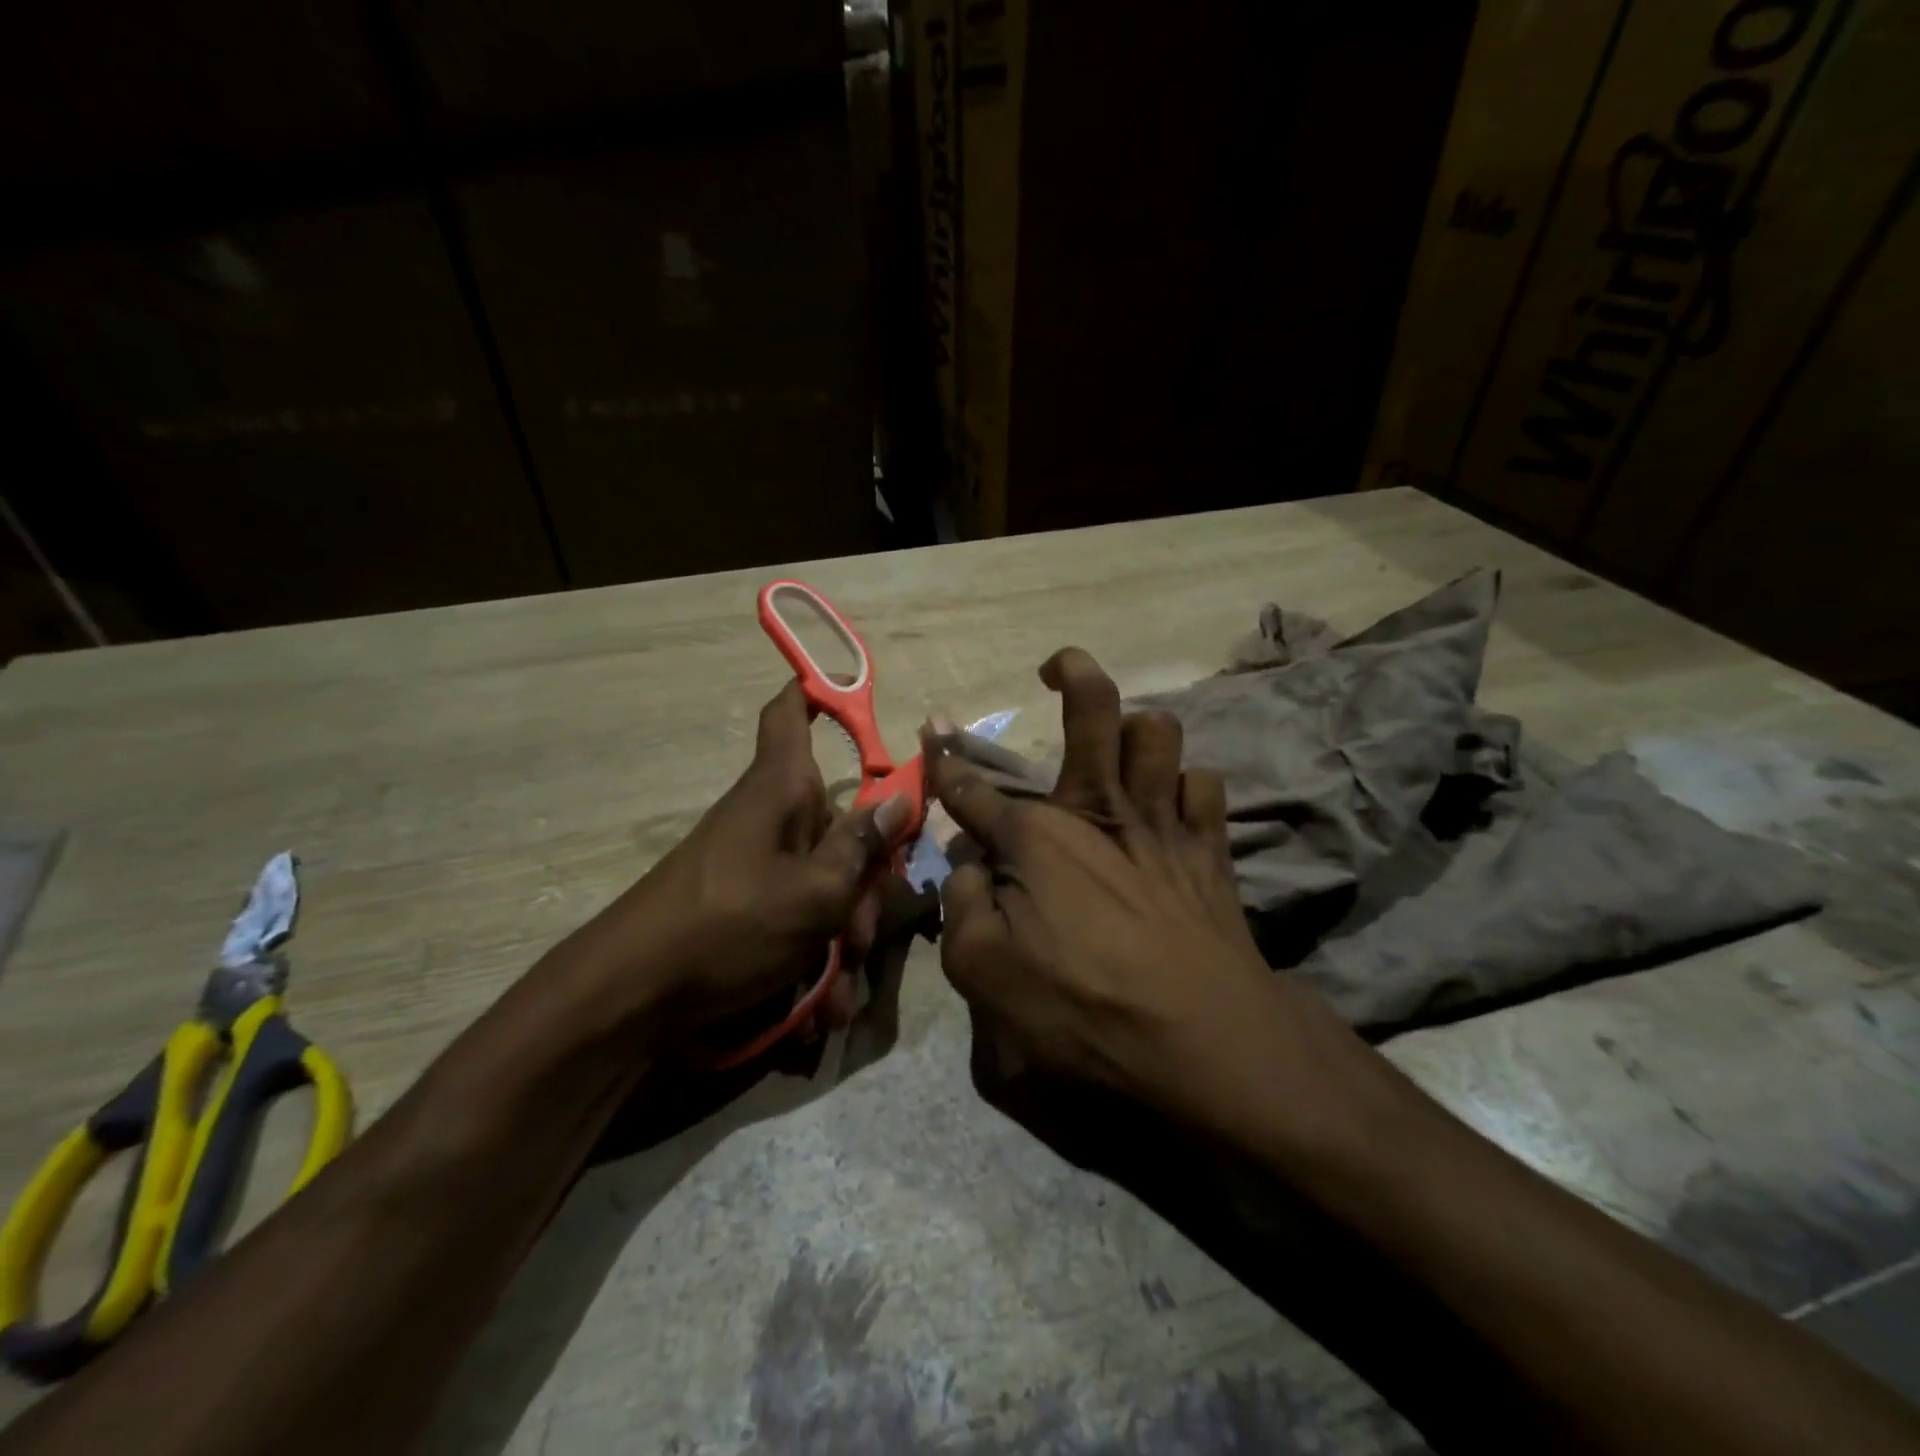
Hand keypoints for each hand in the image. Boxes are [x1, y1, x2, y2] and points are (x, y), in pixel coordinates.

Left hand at [553, 681, 911, 1041]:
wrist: (630, 1000)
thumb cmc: (730, 925)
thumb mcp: (816, 892)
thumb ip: (863, 846)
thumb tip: (902, 796)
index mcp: (780, 789)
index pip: (790, 712)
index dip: (817, 691)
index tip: (849, 690)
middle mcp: (768, 818)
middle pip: (835, 823)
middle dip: (863, 882)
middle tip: (865, 933)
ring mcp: (755, 866)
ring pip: (822, 883)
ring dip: (840, 938)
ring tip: (837, 996)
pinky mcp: (743, 908)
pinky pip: (794, 920)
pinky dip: (810, 962)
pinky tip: (814, 1015)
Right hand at [925, 648, 1300, 1114]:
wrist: (1202, 1041)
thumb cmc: (1082, 1008)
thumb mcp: (983, 973)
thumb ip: (961, 907)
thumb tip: (963, 866)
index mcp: (1036, 837)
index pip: (974, 788)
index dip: (946, 760)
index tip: (933, 730)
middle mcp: (1098, 809)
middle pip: (1093, 711)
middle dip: (1072, 673)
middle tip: (1057, 668)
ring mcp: (1161, 822)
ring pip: (1159, 734)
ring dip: (1137, 729)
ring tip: (1120, 748)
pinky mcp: (1208, 848)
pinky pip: (1204, 785)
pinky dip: (1185, 785)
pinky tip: (1173, 804)